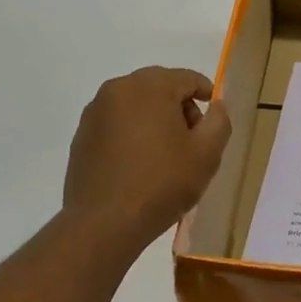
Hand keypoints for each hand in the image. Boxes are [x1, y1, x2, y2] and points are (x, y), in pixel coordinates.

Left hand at [63, 67, 231, 251]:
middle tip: (193, 142)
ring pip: (136, 106)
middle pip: (160, 88)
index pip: (187, 78)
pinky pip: (116, 125)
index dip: (207, 94)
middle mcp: (117, 89)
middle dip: (179, 109)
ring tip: (165, 156)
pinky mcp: (81, 136)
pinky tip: (139, 165)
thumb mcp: (206, 154)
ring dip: (154, 121)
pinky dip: (132, 135)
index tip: (214, 118)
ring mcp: (94, 112)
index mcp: (149, 86)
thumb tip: (216, 105)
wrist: (104, 223)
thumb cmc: (162, 183)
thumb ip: (219, 121)